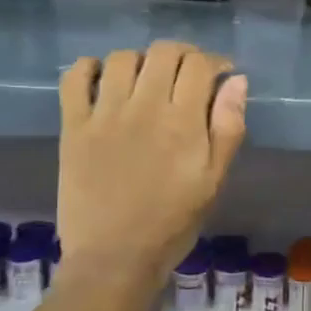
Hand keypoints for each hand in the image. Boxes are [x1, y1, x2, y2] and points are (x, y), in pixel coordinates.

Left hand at [57, 43, 247, 277]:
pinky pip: (74, 79)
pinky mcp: (73, 127)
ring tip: (148, 79)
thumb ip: (228, 127)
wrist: (115, 257)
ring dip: (141, 60)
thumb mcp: (215, 179)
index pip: (199, 65)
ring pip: (121, 58)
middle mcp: (144, 108)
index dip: (215, 62)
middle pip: (163, 53)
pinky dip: (89, 69)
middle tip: (188, 73)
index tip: (221, 75)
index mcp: (183, 122)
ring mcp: (104, 115)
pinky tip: (102, 79)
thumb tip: (237, 81)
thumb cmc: (174, 221)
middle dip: (183, 54)